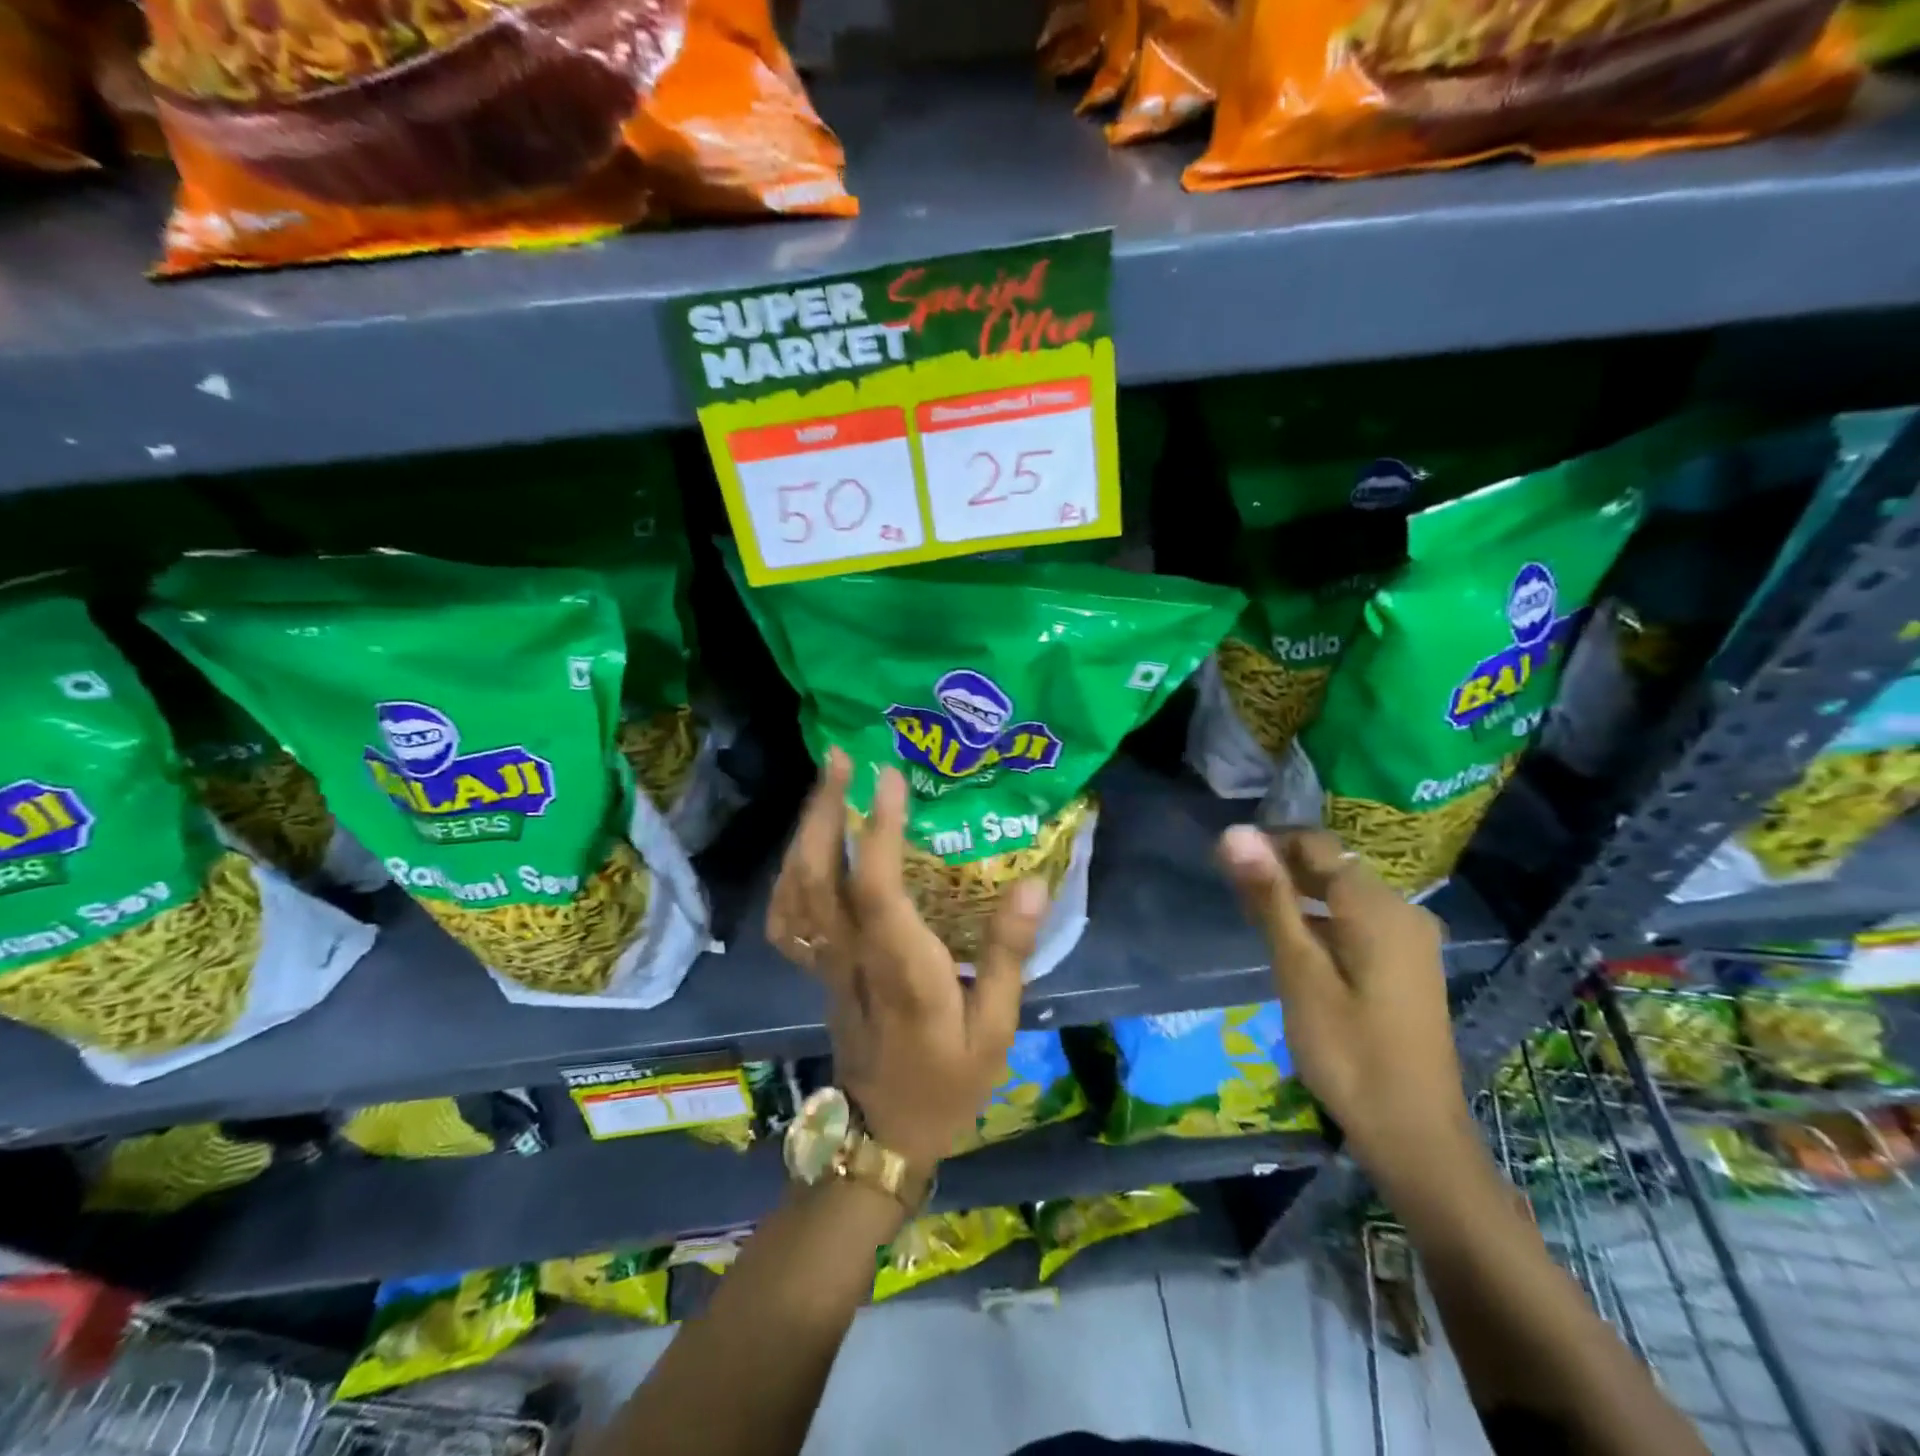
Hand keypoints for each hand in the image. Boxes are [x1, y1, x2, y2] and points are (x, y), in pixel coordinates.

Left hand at [767, 749, 1049, 1169]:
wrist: (884, 1132)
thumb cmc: (948, 1081)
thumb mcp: (995, 1028)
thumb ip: (1008, 955)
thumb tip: (1033, 885)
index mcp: (901, 967)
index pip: (877, 888)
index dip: (879, 829)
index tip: (888, 777)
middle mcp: (853, 956)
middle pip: (819, 875)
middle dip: (826, 810)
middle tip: (842, 759)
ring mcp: (826, 962)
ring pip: (795, 889)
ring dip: (806, 830)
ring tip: (827, 786)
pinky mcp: (819, 967)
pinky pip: (787, 914)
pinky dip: (790, 872)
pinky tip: (809, 845)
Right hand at [1216, 826, 1472, 1176]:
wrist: (1414, 1135)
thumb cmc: (1348, 1052)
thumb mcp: (1299, 971)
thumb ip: (1270, 898)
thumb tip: (1234, 832)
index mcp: (1378, 906)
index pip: (1317, 845)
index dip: (1268, 843)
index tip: (1224, 861)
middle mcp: (1402, 911)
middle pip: (1332, 867)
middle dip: (1281, 869)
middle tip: (1232, 890)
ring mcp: (1409, 939)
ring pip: (1342, 895)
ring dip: (1297, 896)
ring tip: (1252, 914)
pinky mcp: (1406, 965)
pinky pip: (1356, 921)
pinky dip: (1320, 921)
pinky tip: (1292, 944)